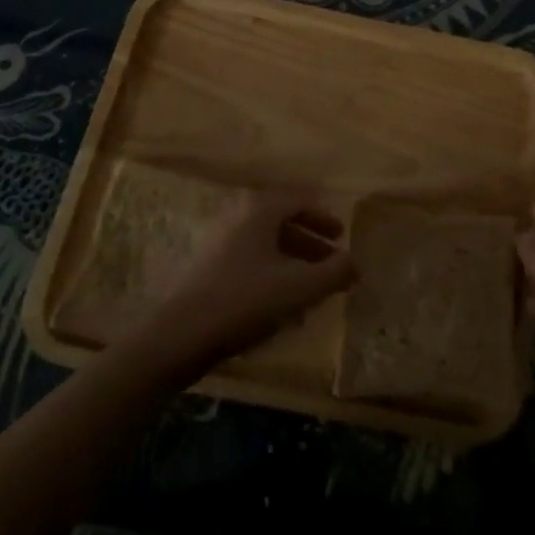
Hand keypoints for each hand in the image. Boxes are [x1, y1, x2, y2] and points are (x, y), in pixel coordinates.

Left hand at [121, 189, 356, 381]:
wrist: (179, 335)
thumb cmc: (245, 301)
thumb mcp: (300, 287)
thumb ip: (334, 271)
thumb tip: (355, 262)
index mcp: (260, 207)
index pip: (300, 199)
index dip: (325, 217)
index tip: (342, 236)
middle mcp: (238, 213)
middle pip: (283, 218)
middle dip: (310, 240)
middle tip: (332, 260)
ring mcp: (218, 238)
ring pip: (265, 240)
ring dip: (292, 257)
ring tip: (312, 285)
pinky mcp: (207, 264)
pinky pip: (249, 256)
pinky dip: (271, 269)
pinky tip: (280, 300)